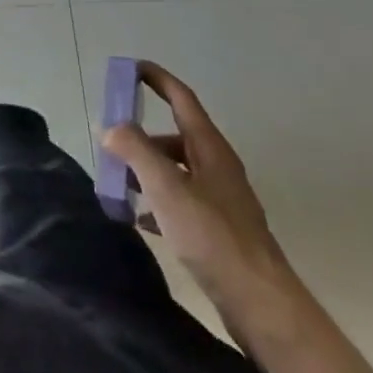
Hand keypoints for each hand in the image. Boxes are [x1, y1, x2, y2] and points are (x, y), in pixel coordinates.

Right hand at [101, 63, 297, 324]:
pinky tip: (141, 219)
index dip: (156, 78)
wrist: (262, 305)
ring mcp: (221, 200)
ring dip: (147, 170)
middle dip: (140, 136)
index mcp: (210, 148)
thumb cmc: (213, 237)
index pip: (181, 98)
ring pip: (176, 170)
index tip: (129, 67)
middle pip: (174, 136)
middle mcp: (218, 167)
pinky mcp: (220, 231)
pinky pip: (181, 201)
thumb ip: (135, 150)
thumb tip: (111, 128)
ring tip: (120, 184)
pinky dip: (158, 201)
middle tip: (110, 144)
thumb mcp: (166, 188)